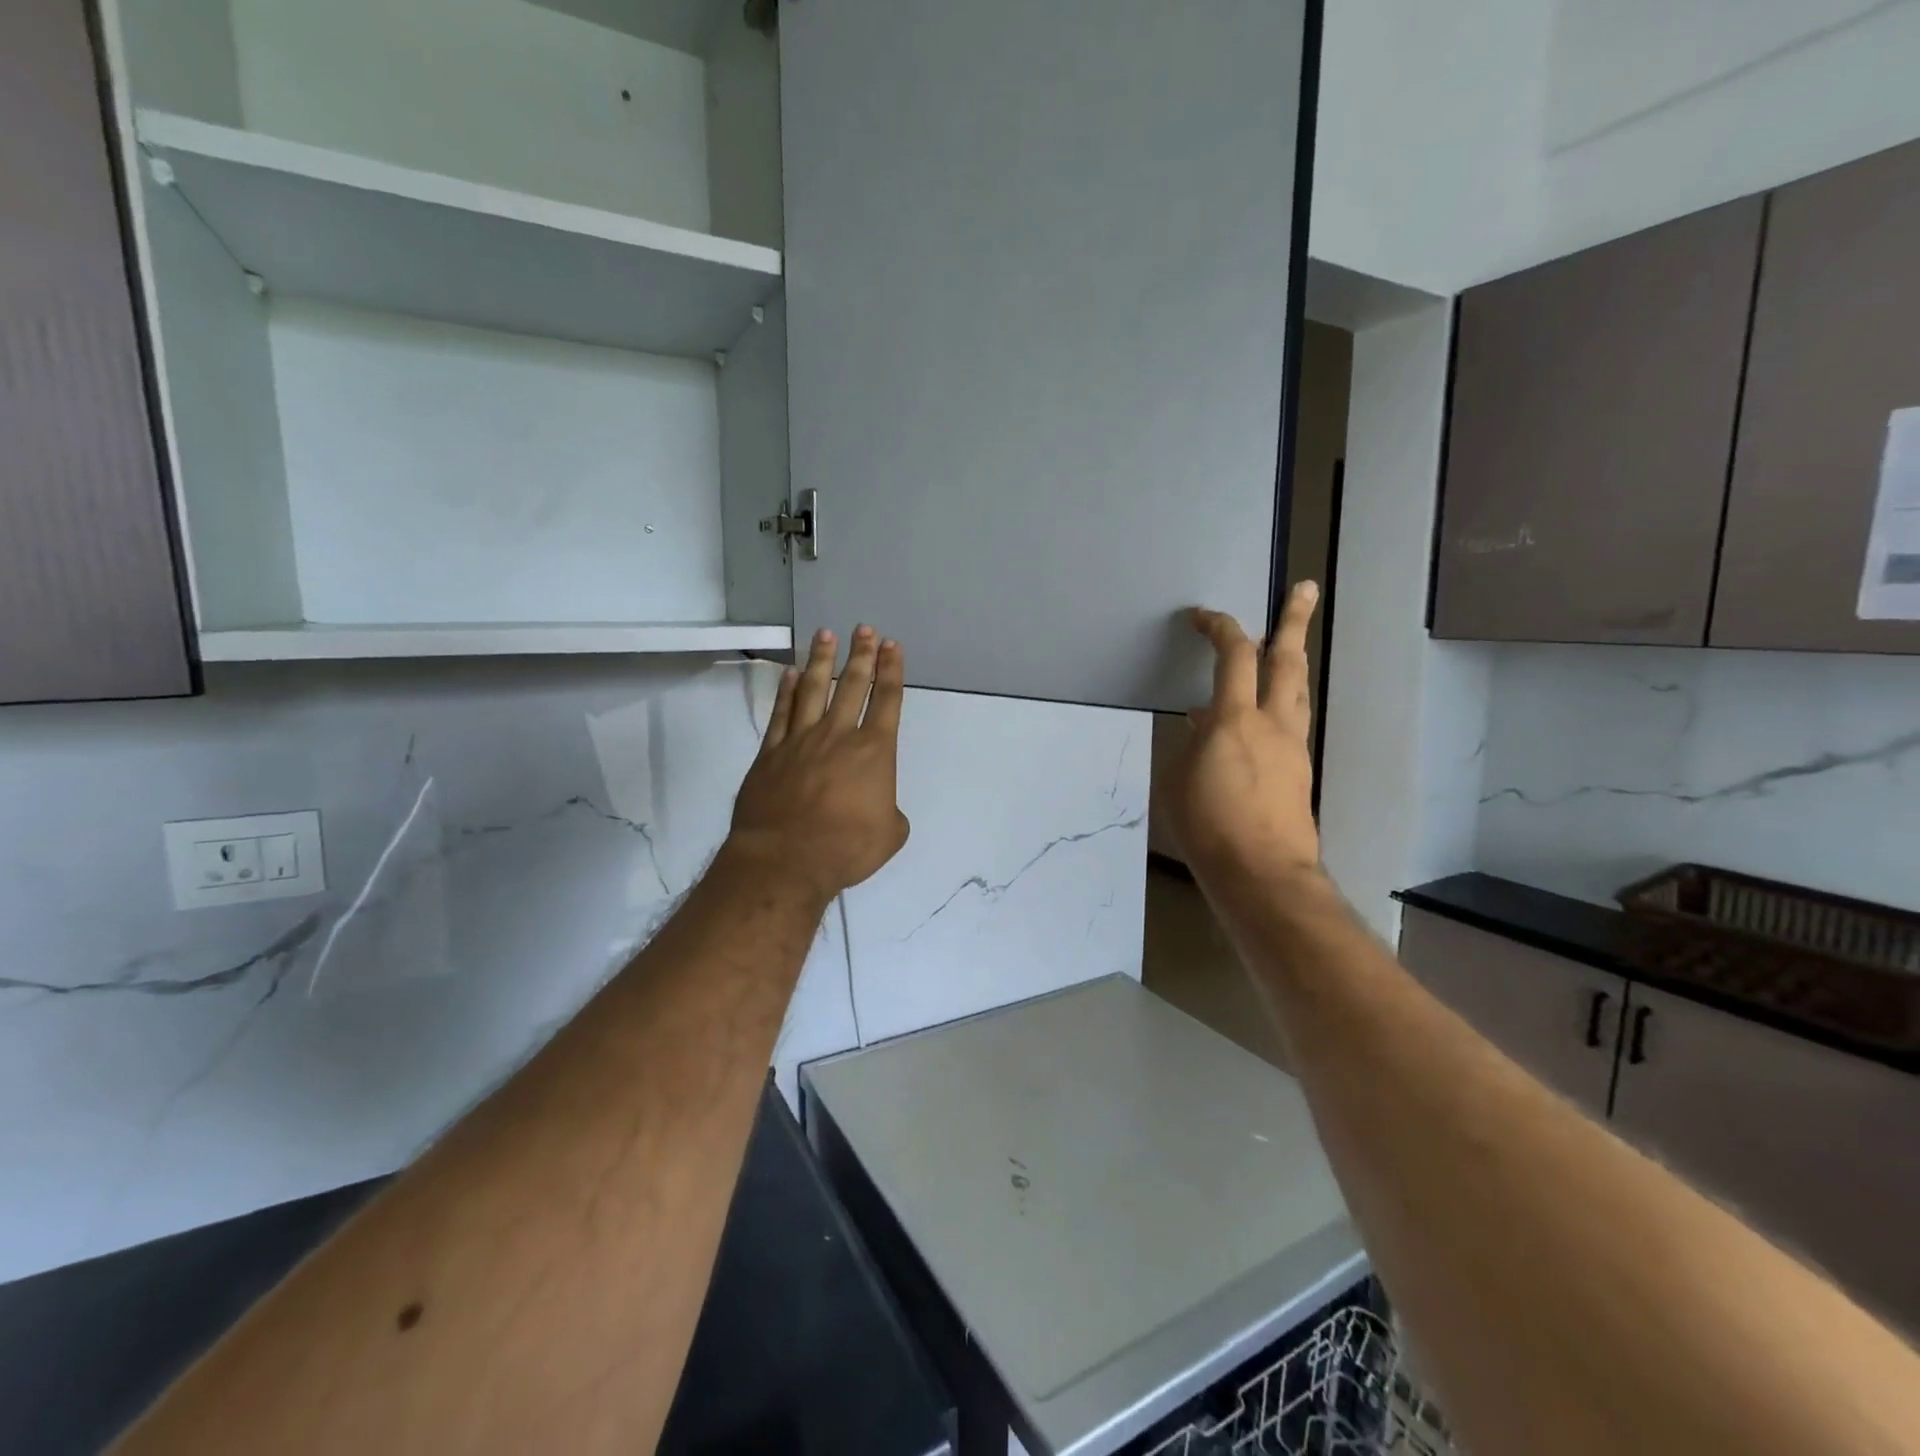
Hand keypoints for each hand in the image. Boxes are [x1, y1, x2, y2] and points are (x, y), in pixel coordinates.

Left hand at [728, 625, 911, 902]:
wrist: (786, 859)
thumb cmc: (846, 848)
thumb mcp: (890, 834)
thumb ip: (890, 812)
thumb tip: (878, 806)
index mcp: (874, 751)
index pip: (887, 700)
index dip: (892, 670)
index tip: (892, 645)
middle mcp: (839, 735)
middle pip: (852, 685)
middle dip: (861, 654)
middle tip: (864, 629)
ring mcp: (801, 740)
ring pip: (814, 690)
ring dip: (823, 660)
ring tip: (826, 634)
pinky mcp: (771, 753)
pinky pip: (781, 713)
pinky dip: (786, 691)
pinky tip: (791, 673)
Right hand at [1159, 582, 1321, 884]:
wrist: (1263, 875)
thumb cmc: (1208, 826)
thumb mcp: (1176, 780)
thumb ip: (1188, 746)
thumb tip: (1201, 727)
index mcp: (1235, 719)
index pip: (1233, 656)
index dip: (1219, 627)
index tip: (1202, 615)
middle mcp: (1272, 724)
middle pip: (1287, 660)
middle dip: (1293, 621)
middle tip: (1305, 589)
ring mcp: (1292, 747)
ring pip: (1296, 690)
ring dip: (1292, 660)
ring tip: (1288, 644)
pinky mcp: (1299, 772)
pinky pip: (1289, 723)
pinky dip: (1276, 706)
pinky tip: (1260, 720)